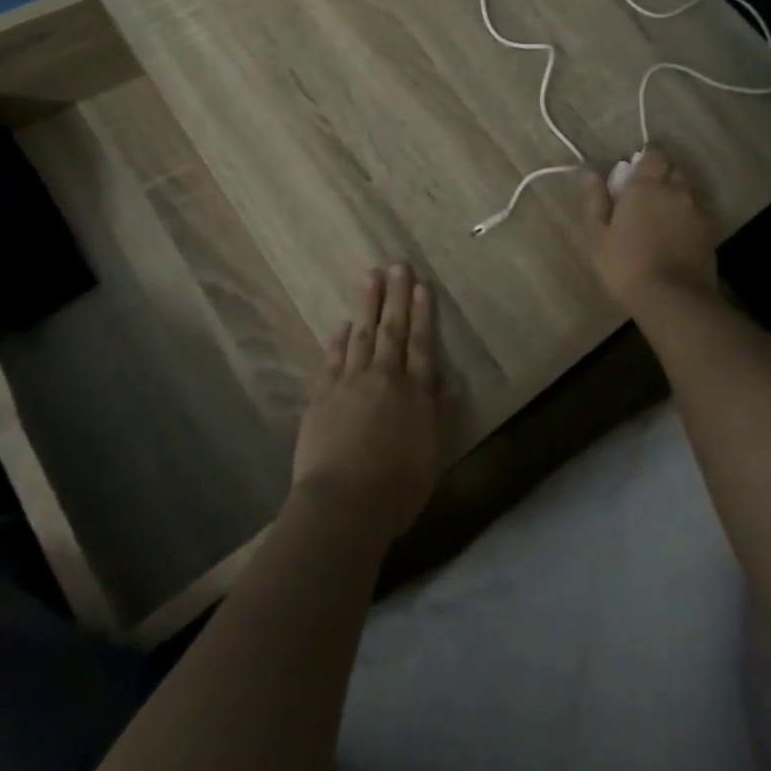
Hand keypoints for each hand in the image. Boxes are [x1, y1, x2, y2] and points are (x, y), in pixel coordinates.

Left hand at [290, 264, 444, 543]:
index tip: (422, 286)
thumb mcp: (433, 455)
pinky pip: (332, 358)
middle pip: (391, 330)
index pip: (421, 344)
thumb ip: (440, 413)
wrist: (342, 505)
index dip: (422, 314)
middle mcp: (383, 378)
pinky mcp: (322, 395)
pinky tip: (341, 325)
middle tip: (397, 265)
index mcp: (414, 393)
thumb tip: (448, 379)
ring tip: (370, 277)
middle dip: (396, 296)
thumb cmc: (396, 489)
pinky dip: (338, 340)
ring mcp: (349, 383)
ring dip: (367, 305)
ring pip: (361, 335)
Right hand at [583, 147, 718, 306]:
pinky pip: (696, 217)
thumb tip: (592, 175)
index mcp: (647, 186)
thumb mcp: (598, 234)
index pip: (653, 155)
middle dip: (660, 177)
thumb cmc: (626, 264)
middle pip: (672, 172)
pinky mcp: (710, 234)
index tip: (633, 172)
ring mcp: (697, 213)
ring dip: (674, 200)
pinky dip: (685, 221)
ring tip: (659, 221)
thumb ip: (596, 201)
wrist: (673, 299)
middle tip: (643, 198)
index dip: (645, 159)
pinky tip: (674, 239)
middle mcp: (677, 191)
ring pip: (686, 195)